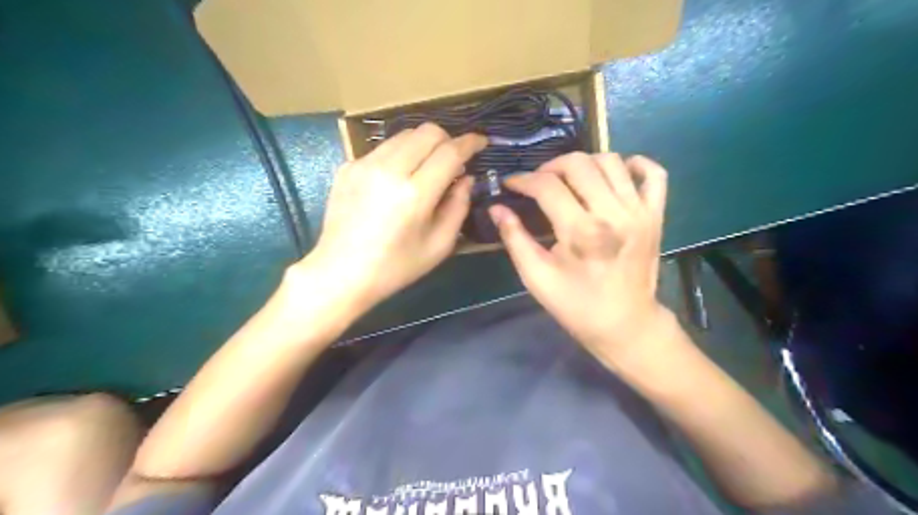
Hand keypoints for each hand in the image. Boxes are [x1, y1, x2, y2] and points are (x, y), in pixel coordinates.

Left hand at [300, 124, 487, 309]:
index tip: (481, 142)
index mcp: (415, 194)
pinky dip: (399, 156)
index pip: (450, 152)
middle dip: (447, 140)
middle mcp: (389, 170)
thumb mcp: (439, 245)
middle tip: (453, 160)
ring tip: (425, 168)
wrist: (341, 273)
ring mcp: (364, 165)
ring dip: (422, 145)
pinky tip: (396, 180)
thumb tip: (466, 179)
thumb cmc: (395, 267)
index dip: (470, 143)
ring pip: (404, 135)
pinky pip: (382, 148)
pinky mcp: (348, 167)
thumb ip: (458, 207)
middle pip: (427, 132)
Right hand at [490, 152, 671, 365]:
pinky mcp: (656, 214)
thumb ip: (515, 238)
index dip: (523, 180)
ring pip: (611, 160)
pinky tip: (613, 174)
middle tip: (538, 182)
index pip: (547, 186)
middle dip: (550, 167)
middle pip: (579, 164)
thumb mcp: (537, 277)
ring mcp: (640, 211)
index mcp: (582, 232)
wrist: (626, 324)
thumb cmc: (577, 305)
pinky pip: (654, 173)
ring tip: (569, 180)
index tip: (511, 184)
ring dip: (584, 163)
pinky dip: (634, 164)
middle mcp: (614, 213)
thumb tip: (496, 208)